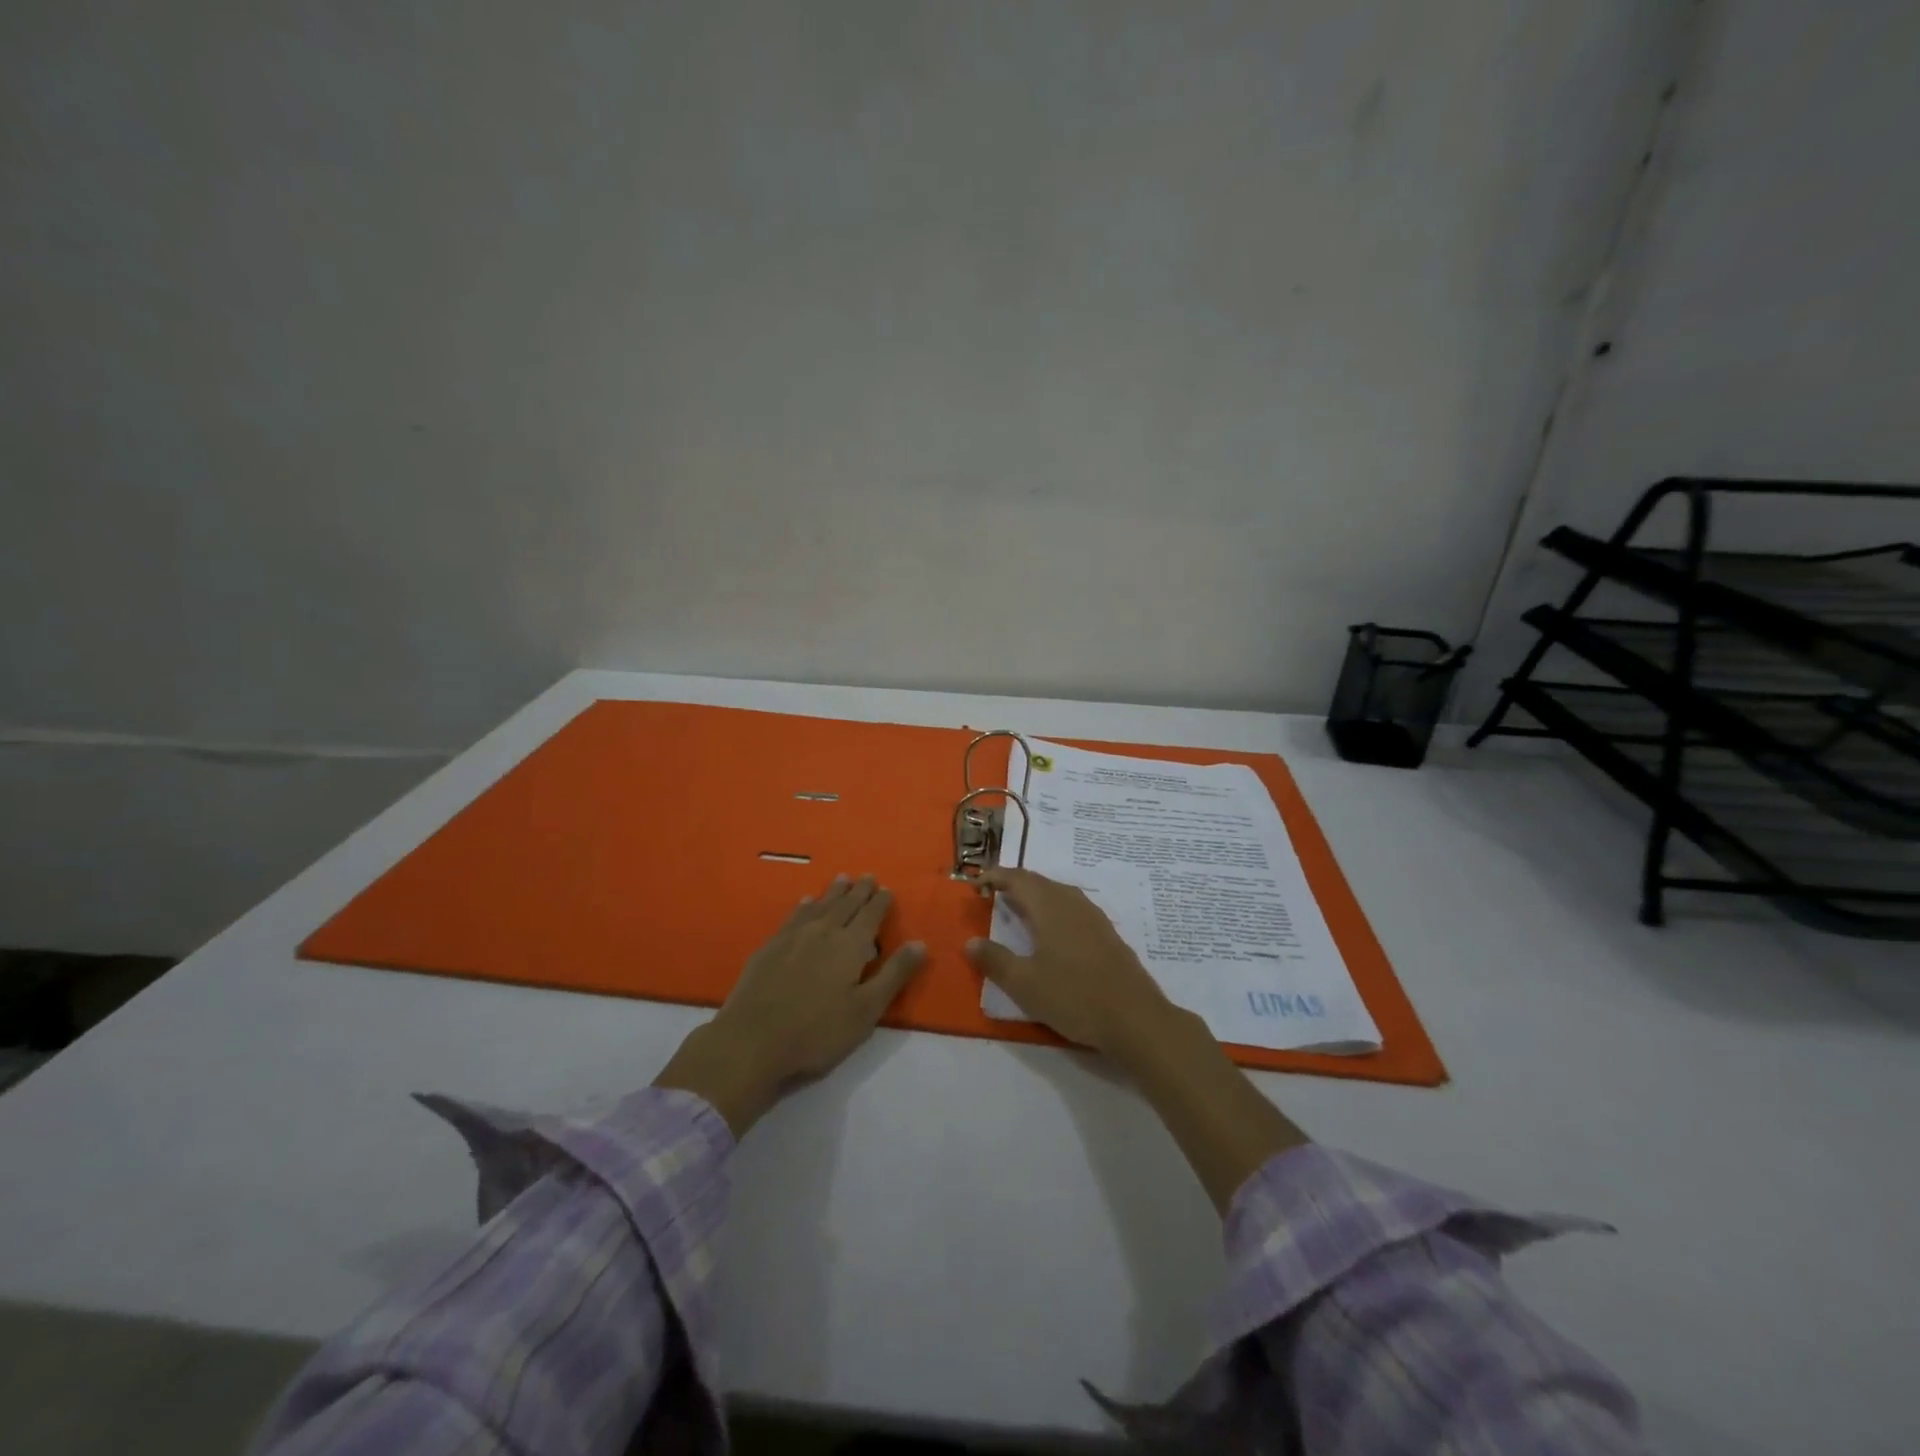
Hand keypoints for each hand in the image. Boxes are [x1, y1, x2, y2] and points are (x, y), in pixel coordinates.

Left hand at [654, 875, 926, 1134]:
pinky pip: (794, 916)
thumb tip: (920, 943)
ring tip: (842, 879)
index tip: (887, 889)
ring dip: (833, 892)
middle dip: (859, 890)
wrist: (752, 1042)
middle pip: (845, 904)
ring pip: (820, 905)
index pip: (871, 915)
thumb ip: (893, 974)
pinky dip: (805, 905)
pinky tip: (806, 902)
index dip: (881, 901)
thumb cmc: (817, 1032)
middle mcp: (823, 932)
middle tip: (868, 876)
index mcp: (850, 945)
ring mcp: (793, 937)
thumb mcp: (866, 1011)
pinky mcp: (770, 947)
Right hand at [970, 867, 1307, 1209]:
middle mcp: (1072, 902)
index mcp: (1049, 906)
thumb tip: (970, 942)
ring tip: (1019, 908)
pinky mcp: (1107, 934)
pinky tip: (1053, 930)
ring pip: (1058, 894)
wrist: (1134, 1017)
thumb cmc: (1073, 996)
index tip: (977, 882)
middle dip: (1014, 883)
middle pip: (1039, 882)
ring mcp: (1094, 917)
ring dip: (1036, 895)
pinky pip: (1073, 908)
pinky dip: (1054, 909)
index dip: (996, 877)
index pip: (1018, 879)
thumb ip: (995, 960)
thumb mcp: (1024, 983)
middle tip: (994, 892)